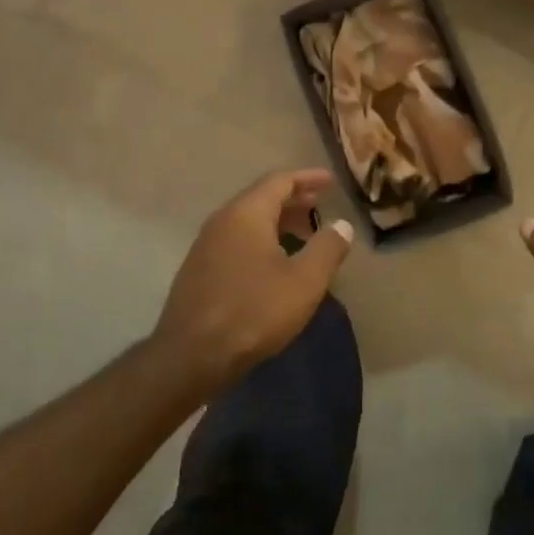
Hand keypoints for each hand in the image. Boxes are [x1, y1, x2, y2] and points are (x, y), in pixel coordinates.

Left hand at [156, 169, 354, 382]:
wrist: (191, 356)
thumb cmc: (254, 311)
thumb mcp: (304, 281)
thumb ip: (327, 247)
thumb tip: (342, 224)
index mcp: (246, 214)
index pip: (279, 181)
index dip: (307, 178)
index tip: (330, 181)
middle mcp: (222, 222)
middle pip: (261, 199)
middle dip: (293, 200)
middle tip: (320, 205)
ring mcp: (205, 247)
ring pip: (247, 222)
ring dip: (278, 222)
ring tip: (304, 235)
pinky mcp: (199, 271)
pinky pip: (236, 242)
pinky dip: (262, 240)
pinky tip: (275, 264)